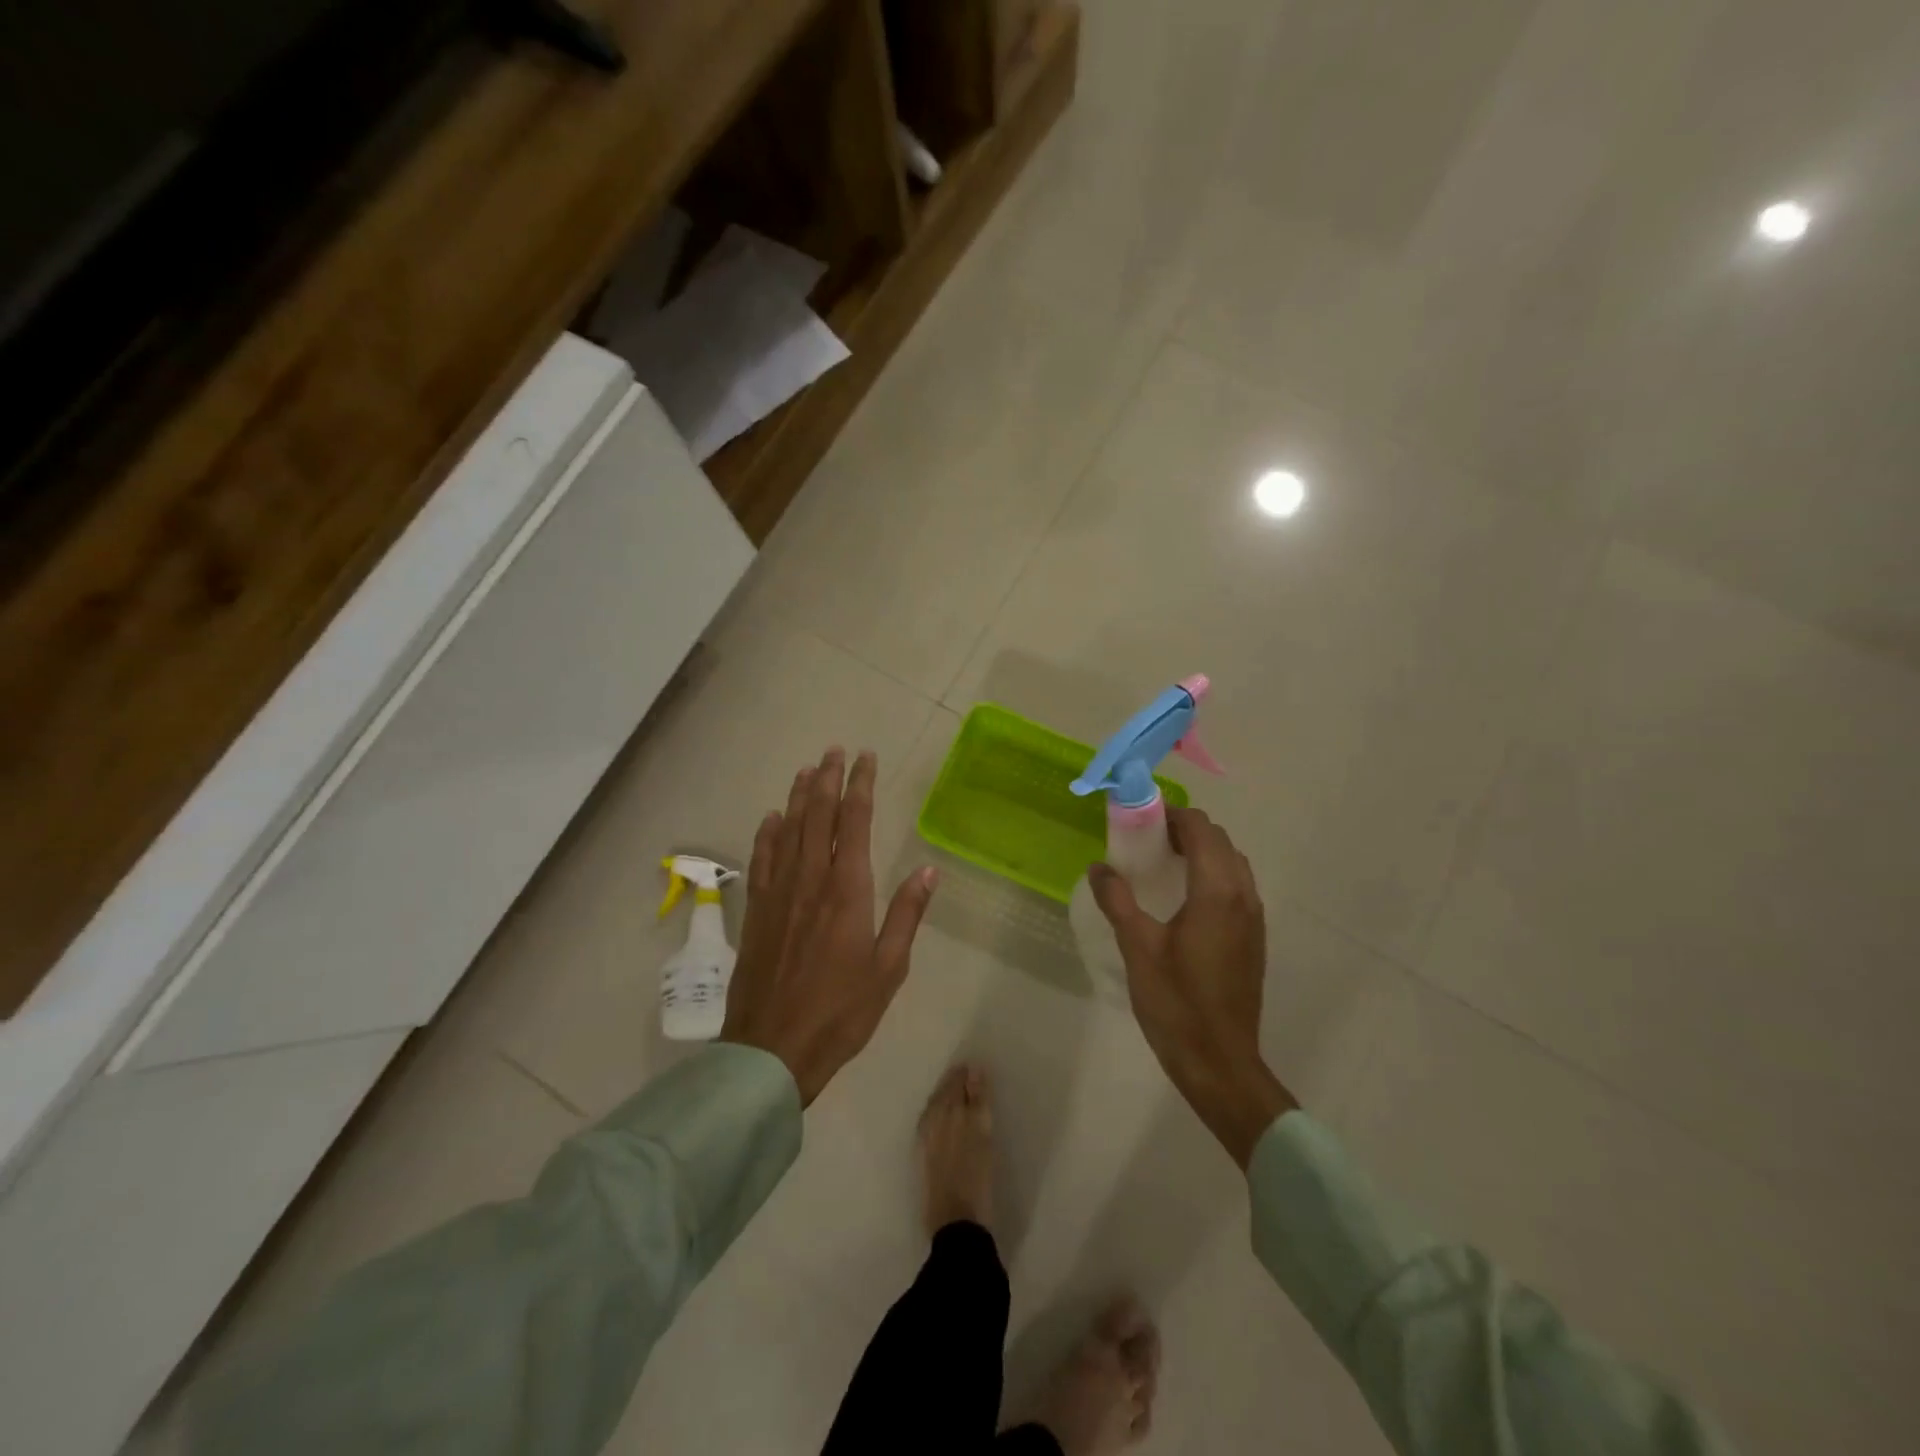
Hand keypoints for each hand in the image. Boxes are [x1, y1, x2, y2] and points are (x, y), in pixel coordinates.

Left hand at [721, 748, 938, 1104]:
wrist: (773, 1048)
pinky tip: (771, 818)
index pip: (854, 822)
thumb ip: (907, 914)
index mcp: (847, 890)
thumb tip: (928, 870)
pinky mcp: (758, 911)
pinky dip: (767, 833)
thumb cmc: (841, 1011)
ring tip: (807, 770)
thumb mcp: (889, 968)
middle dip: (828, 779)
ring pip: (788, 830)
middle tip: (834, 750)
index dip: (861, 785)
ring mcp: (779, 893)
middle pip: (818, 816)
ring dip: (798, 796)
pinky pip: (762, 859)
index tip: (866, 758)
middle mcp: (811, 880)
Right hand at [1089, 807, 1295, 1166]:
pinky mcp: (1253, 937)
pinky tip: (1183, 898)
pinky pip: (1236, 886)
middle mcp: (1243, 895)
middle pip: (1219, 841)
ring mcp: (1253, 917)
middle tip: (1146, 841)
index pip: (1201, 830)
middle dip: (1185, 830)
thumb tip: (1100, 867)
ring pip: (1232, 863)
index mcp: (1217, 891)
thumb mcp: (1137, 947)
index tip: (1140, 820)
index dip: (1172, 816)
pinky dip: (1212, 874)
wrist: (1220, 1062)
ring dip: (1201, 851)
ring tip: (1163, 865)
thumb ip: (1118, 900)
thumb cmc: (1176, 1003)